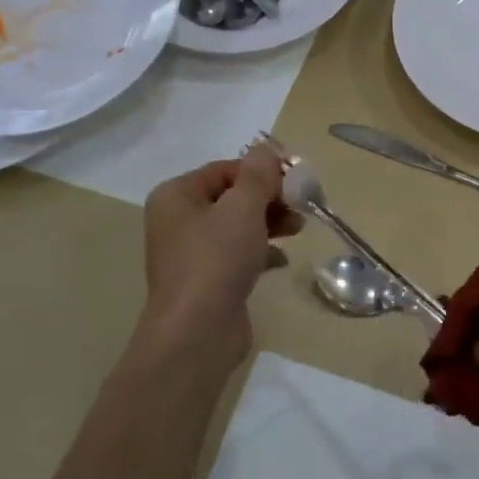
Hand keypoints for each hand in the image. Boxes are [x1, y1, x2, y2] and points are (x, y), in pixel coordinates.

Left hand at [140, 144, 299, 364]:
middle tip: (302, 204)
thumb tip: (267, 147)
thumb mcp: (243, 208)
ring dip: (270, 223)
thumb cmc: (217, 260)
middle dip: (269, 198)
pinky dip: (261, 251)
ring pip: (237, 226)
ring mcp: (191, 253)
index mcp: (176, 196)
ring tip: (299, 229)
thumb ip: (258, 175)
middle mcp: (178, 220)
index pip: (225, 169)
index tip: (297, 179)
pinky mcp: (206, 281)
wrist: (197, 332)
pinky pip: (237, 254)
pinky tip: (281, 259)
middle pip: (232, 197)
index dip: (262, 170)